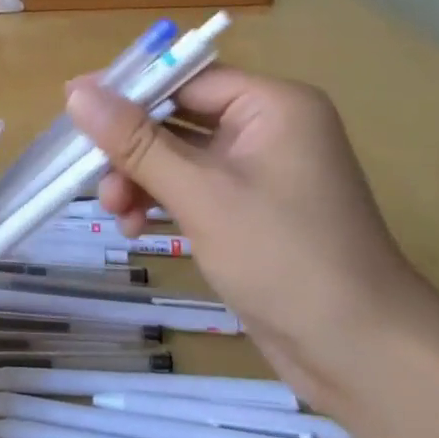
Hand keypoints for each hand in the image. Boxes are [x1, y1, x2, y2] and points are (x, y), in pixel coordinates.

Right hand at [67, 68, 428, 401]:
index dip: (129, 92)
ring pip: (179, 157)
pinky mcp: (252, 211)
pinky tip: (135, 229)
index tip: (74, 105)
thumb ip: (136, 142)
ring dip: (141, 180)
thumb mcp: (201, 195)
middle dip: (132, 151)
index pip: (185, 79)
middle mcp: (268, 128)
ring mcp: (261, 173)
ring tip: (113, 214)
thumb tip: (76, 92)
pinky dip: (162, 203)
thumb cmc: (285, 259)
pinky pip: (194, 189)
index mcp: (272, 105)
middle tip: (92, 179)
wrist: (364, 358)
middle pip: (178, 118)